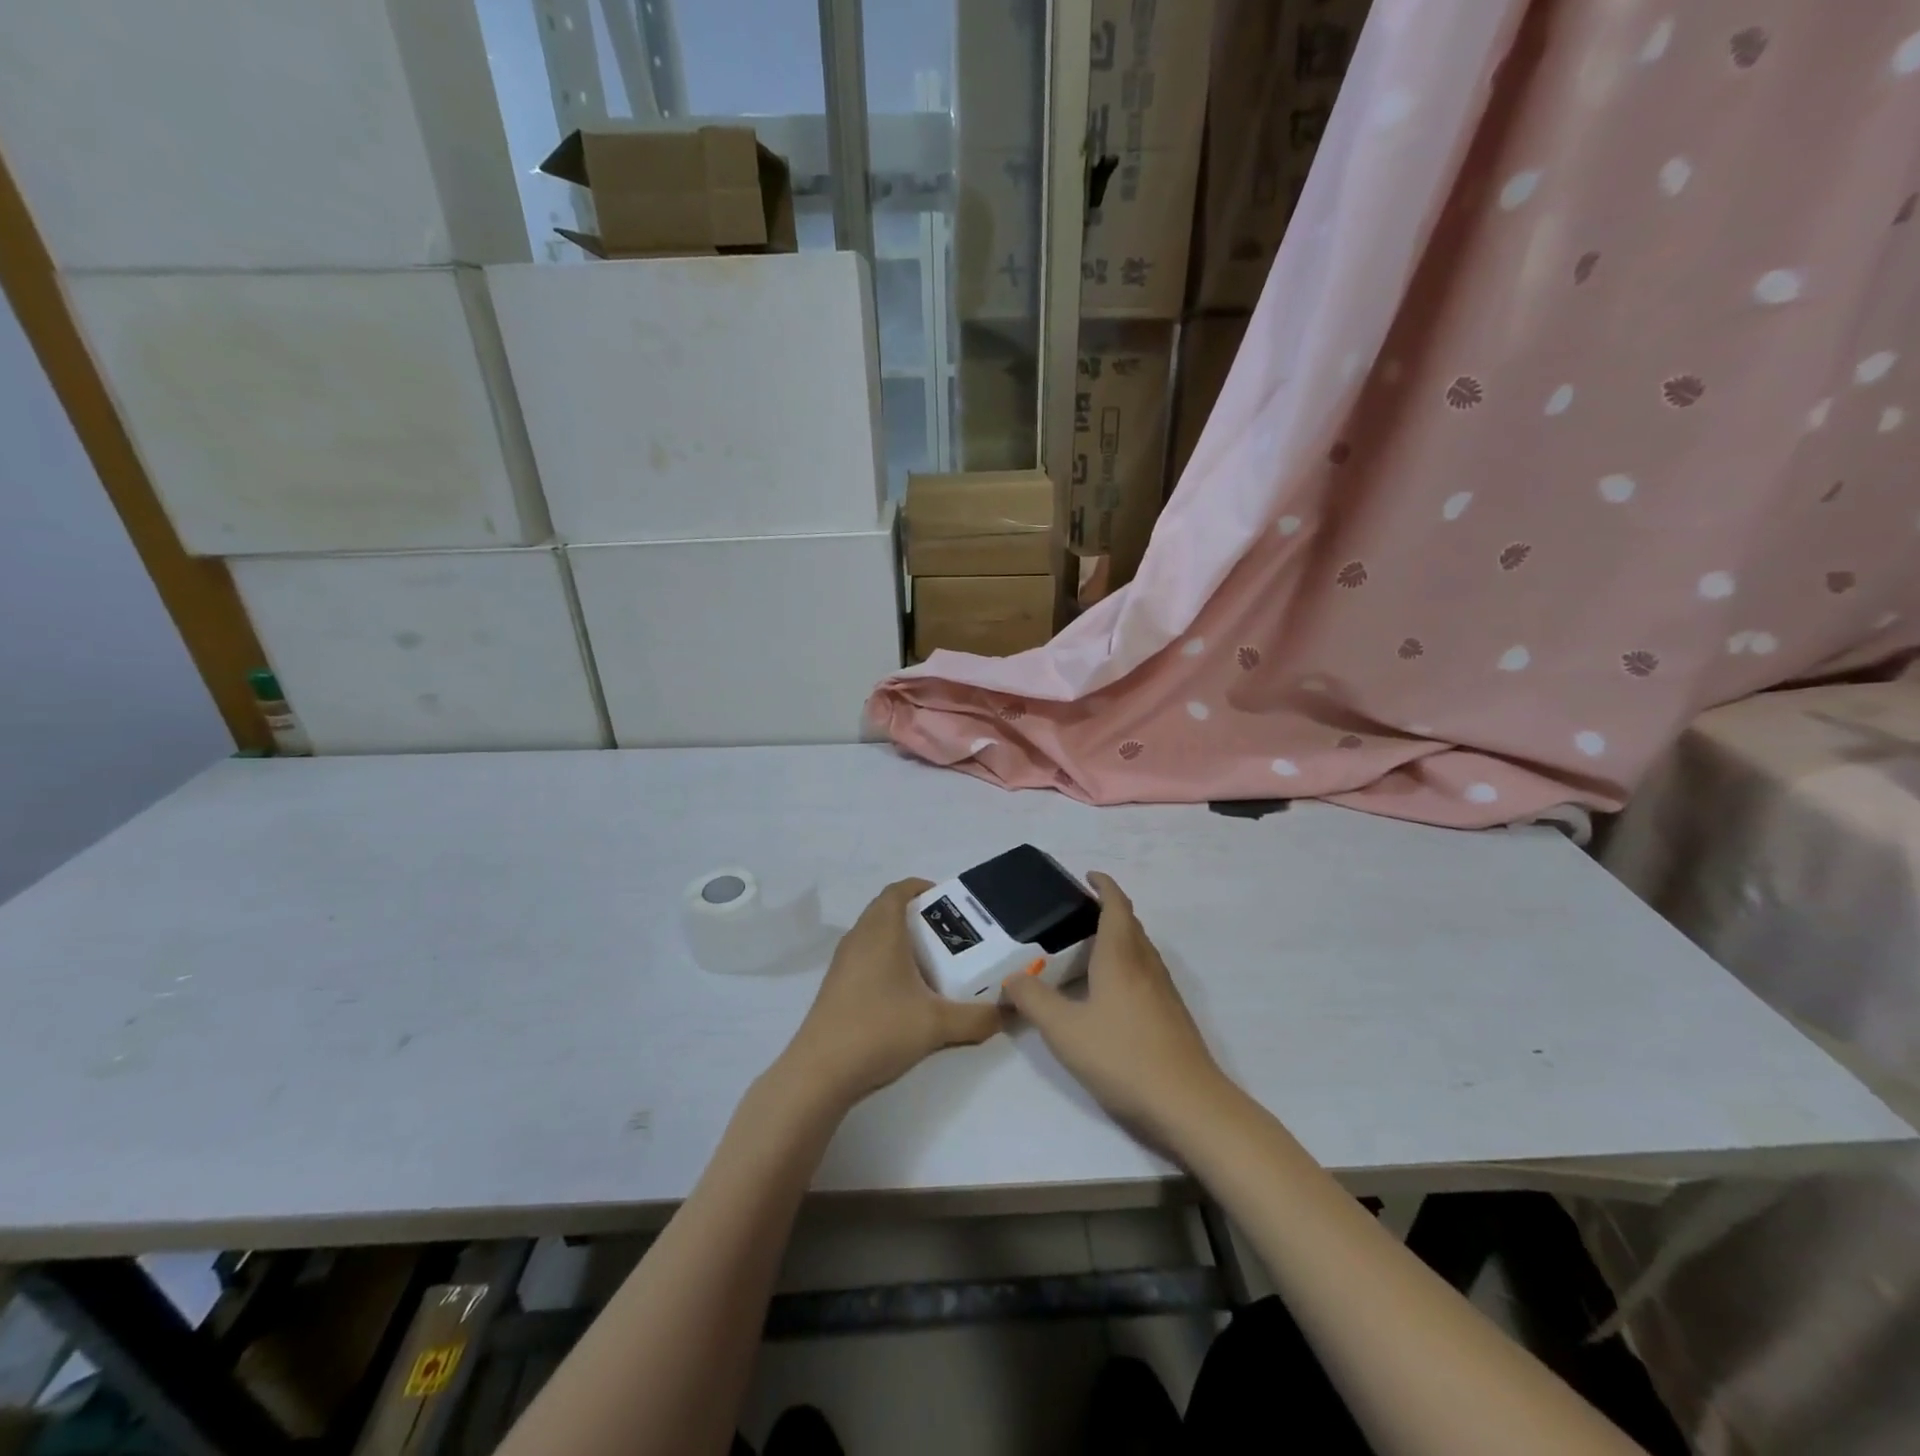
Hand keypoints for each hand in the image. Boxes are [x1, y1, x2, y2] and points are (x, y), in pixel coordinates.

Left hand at [779, 879, 1001, 1107]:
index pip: (899, 890)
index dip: (923, 888)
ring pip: (874, 934)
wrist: (820, 1073)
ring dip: (901, 939)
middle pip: (887, 910)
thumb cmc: (879, 1030)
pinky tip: (906, 992)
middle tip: (949, 934)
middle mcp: (859, 938)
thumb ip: (978, 1017)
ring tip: (933, 962)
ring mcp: (843, 962)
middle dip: (918, 915)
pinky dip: (886, 960)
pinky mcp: (836, 986)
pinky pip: (865, 956)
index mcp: (881, 931)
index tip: (949, 902)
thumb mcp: (938, 1025)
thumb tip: (1011, 1012)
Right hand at [1002, 873, 1228, 1142]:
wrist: (1188, 1104)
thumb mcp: (1065, 1031)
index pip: (1116, 906)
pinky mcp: (1171, 1015)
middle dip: (1108, 909)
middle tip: (1077, 912)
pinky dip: (1127, 964)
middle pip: (1130, 924)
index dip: (1104, 886)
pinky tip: (1110, 991)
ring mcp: (1164, 991)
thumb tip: (1011, 977)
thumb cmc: (1123, 1057)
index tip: (1088, 875)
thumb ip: (1034, 1001)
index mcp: (1121, 957)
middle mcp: (1146, 965)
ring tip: (1089, 947)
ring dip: (1119, 937)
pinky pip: (1146, 972)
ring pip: (1140, 949)